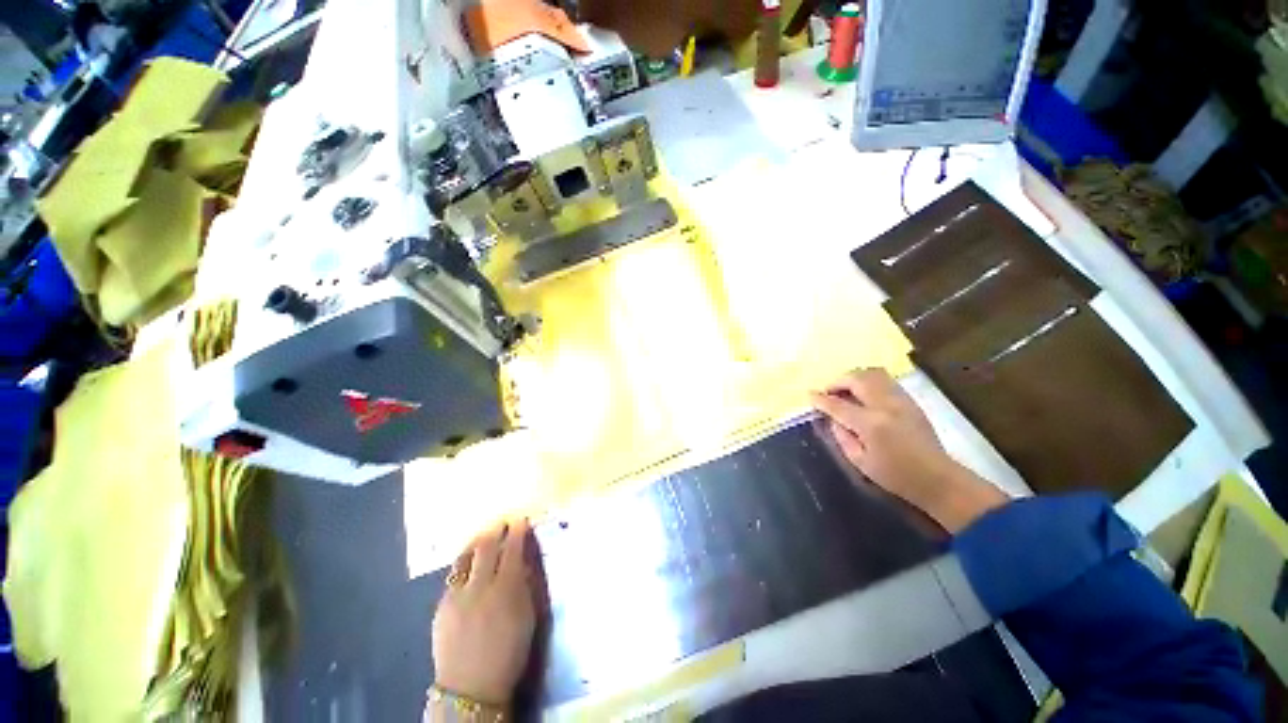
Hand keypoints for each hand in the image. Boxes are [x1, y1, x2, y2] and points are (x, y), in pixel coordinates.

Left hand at [432, 519, 536, 705]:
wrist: (471, 688)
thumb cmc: (508, 653)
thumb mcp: (527, 618)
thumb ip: (524, 586)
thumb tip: (521, 562)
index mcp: (505, 590)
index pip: (512, 550)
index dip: (517, 532)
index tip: (520, 520)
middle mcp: (479, 587)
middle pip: (486, 548)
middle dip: (495, 530)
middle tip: (502, 522)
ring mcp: (456, 596)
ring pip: (465, 557)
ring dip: (476, 542)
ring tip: (483, 536)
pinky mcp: (441, 606)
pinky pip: (453, 576)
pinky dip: (463, 564)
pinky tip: (468, 564)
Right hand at [810, 368, 1008, 532]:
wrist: (937, 478)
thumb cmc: (895, 476)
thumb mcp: (860, 462)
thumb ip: (842, 436)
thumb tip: (832, 419)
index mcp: (870, 424)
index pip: (838, 405)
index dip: (821, 399)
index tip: (810, 396)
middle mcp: (885, 406)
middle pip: (856, 379)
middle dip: (837, 382)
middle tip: (828, 393)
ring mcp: (900, 400)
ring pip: (872, 373)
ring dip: (853, 378)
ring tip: (845, 390)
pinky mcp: (910, 401)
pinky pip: (884, 380)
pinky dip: (868, 381)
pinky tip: (864, 394)